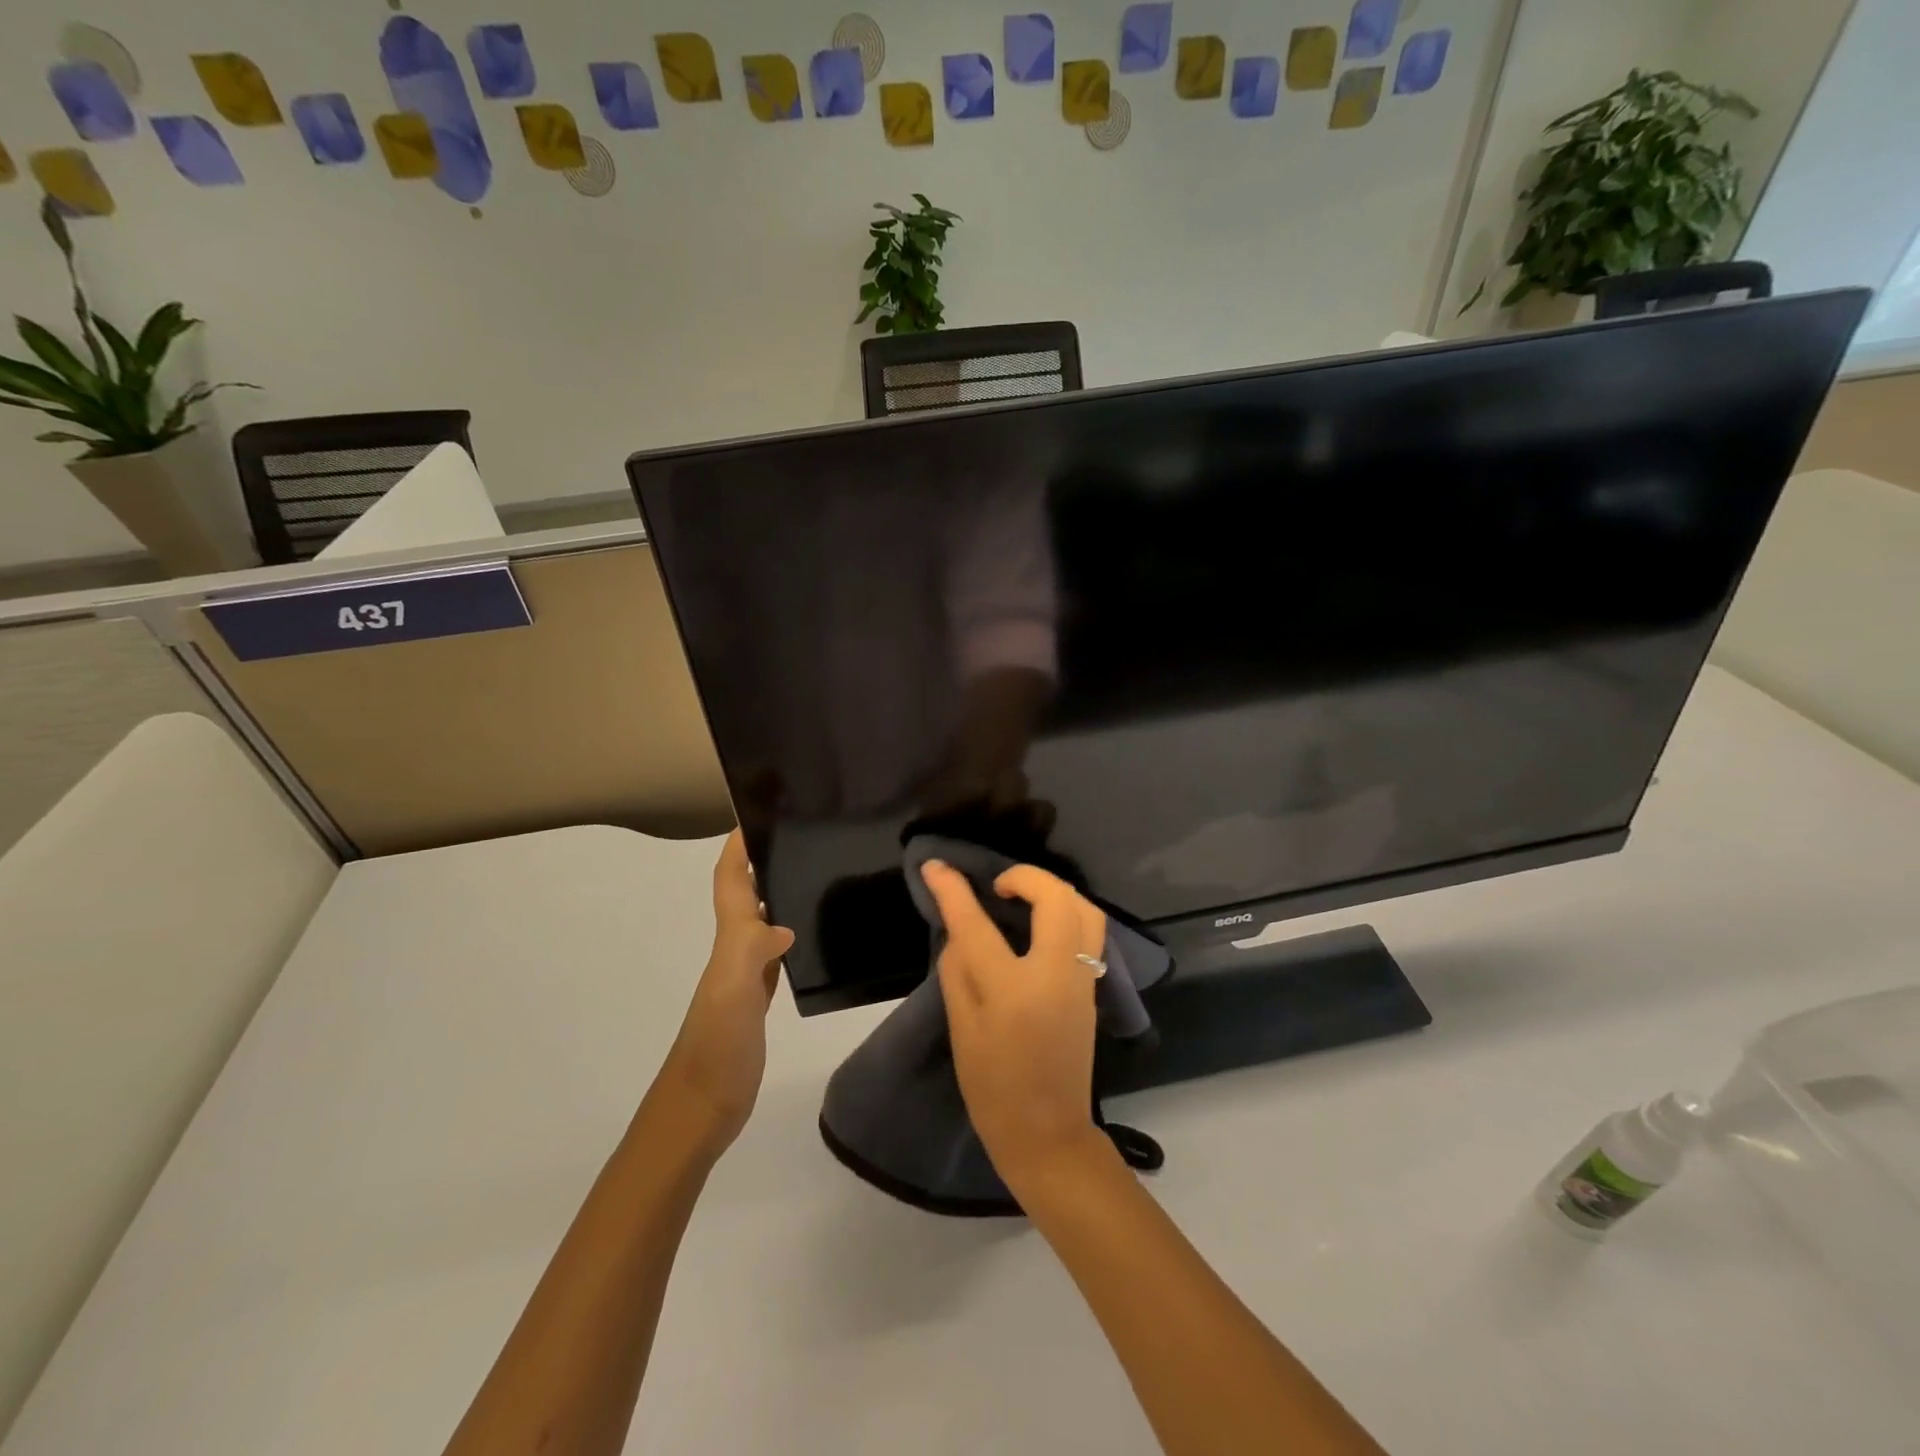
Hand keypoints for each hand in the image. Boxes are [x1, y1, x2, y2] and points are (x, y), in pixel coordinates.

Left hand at [656, 832, 795, 1150]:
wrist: (701, 1109)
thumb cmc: (716, 1049)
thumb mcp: (732, 995)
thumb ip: (752, 953)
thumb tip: (783, 924)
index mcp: (729, 943)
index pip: (730, 882)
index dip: (737, 848)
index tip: (755, 814)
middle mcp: (734, 951)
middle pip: (743, 894)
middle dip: (759, 860)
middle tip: (796, 834)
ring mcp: (746, 976)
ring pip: (759, 920)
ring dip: (773, 893)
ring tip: (809, 870)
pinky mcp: (758, 999)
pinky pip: (774, 952)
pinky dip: (786, 932)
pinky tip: (806, 933)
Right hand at [919, 860, 1109, 1187]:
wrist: (1049, 1135)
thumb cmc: (993, 1090)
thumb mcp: (962, 1031)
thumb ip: (959, 971)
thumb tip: (961, 931)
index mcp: (1012, 990)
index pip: (977, 925)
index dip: (952, 890)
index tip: (935, 866)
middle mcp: (1055, 975)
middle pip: (1055, 899)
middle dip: (1026, 876)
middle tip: (997, 885)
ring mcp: (1081, 981)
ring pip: (1086, 909)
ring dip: (1054, 890)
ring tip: (1023, 898)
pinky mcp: (1092, 989)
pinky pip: (1089, 932)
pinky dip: (1067, 912)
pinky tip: (1042, 923)